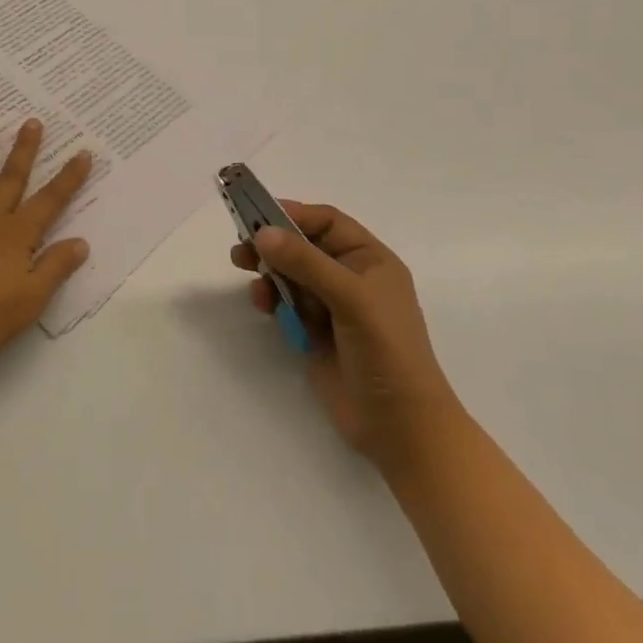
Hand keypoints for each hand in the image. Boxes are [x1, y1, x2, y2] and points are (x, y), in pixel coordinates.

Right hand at [232, 202, 457, 476]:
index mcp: (370, 260)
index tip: (258, 214)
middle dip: (274, 243)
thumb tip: (263, 232)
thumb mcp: (351, 299)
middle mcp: (350, 278)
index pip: (327, 223)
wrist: (400, 428)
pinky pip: (286, 302)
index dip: (294, 215)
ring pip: (290, 274)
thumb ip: (306, 263)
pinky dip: (271, 297)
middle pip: (303, 246)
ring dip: (268, 269)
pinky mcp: (314, 333)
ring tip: (244, 269)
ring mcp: (331, 306)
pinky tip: (262, 303)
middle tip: (242, 244)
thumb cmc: (386, 352)